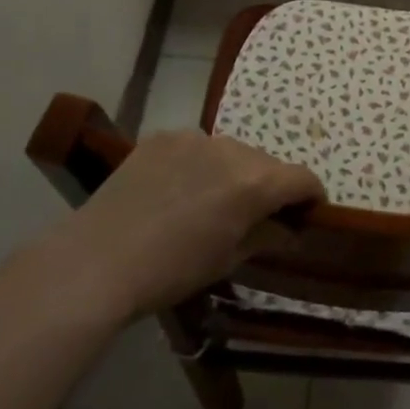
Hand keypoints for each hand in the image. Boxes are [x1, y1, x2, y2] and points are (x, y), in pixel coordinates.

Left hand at [66, 130, 324, 316]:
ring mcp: (194, 138)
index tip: (308, 212)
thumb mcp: (227, 259)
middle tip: (253, 214)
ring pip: (231, 151)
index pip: (302, 178)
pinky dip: (199, 163)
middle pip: (267, 163)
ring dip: (234, 171)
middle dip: (269, 186)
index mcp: (254, 183)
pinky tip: (177, 190)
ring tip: (210, 201)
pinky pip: (196, 147)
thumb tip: (290, 229)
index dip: (312, 195)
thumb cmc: (171, 271)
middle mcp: (231, 150)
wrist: (97, 261)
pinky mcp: (162, 137)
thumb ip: (266, 236)